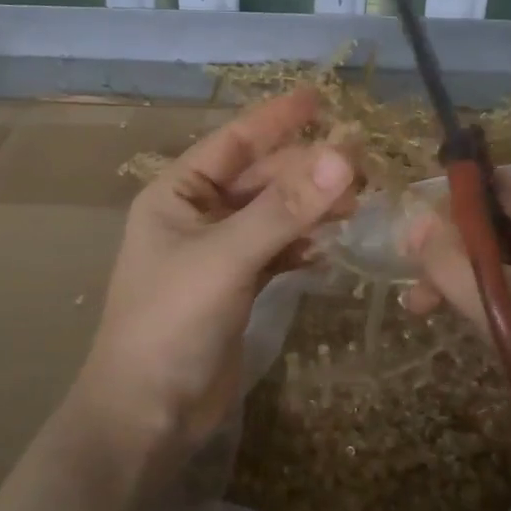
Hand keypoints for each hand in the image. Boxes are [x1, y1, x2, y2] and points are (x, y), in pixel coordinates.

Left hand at [76, 89, 356, 454]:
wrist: (148, 412)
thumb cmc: (171, 323)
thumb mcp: (226, 258)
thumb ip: (284, 210)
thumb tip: (344, 157)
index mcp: (177, 194)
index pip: (233, 142)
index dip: (276, 119)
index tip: (320, 98)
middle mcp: (196, 216)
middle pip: (260, 180)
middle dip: (306, 172)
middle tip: (362, 167)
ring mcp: (217, 253)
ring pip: (272, 216)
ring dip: (310, 210)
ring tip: (357, 206)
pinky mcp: (236, 287)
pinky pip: (276, 252)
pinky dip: (301, 248)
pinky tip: (329, 249)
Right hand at [404, 172, 510, 457]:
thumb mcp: (503, 305)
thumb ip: (450, 262)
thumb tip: (410, 223)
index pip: (509, 189)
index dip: (457, 205)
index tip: (414, 232)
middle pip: (508, 226)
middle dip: (456, 252)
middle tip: (411, 277)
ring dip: (468, 279)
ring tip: (421, 307)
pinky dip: (494, 298)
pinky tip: (460, 317)